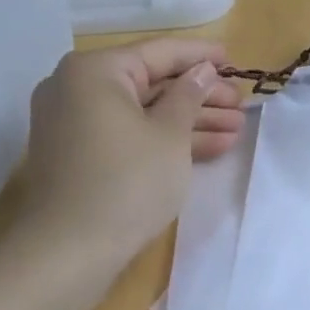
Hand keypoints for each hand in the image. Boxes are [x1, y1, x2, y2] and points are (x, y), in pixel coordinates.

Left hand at [15, 40, 244, 295]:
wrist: (67, 256)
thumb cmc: (126, 183)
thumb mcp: (170, 135)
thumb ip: (190, 94)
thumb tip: (203, 71)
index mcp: (95, 71)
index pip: (160, 52)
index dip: (202, 56)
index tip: (235, 60)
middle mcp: (78, 89)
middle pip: (152, 83)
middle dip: (201, 96)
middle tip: (241, 104)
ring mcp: (77, 125)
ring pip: (144, 112)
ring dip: (191, 120)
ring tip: (237, 128)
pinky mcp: (82, 156)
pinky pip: (130, 134)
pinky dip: (166, 140)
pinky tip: (212, 147)